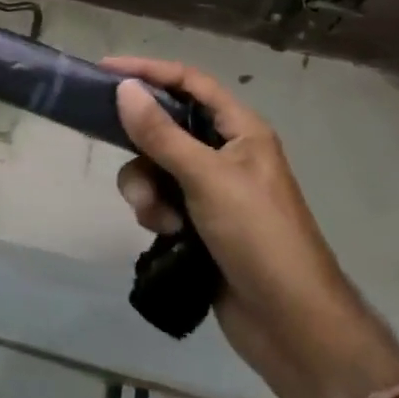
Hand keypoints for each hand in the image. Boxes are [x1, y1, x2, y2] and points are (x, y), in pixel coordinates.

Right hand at [103, 57, 398, 397]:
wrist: (293, 327)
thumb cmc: (259, 237)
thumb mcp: (207, 178)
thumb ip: (161, 133)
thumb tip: (124, 88)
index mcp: (241, 130)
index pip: (189, 82)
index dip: (149, 71)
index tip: (106, 70)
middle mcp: (225, 153)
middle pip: (167, 125)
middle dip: (142, 142)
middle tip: (110, 141)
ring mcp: (211, 190)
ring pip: (156, 166)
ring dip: (147, 187)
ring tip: (157, 216)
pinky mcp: (198, 224)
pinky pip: (160, 200)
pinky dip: (155, 212)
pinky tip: (165, 235)